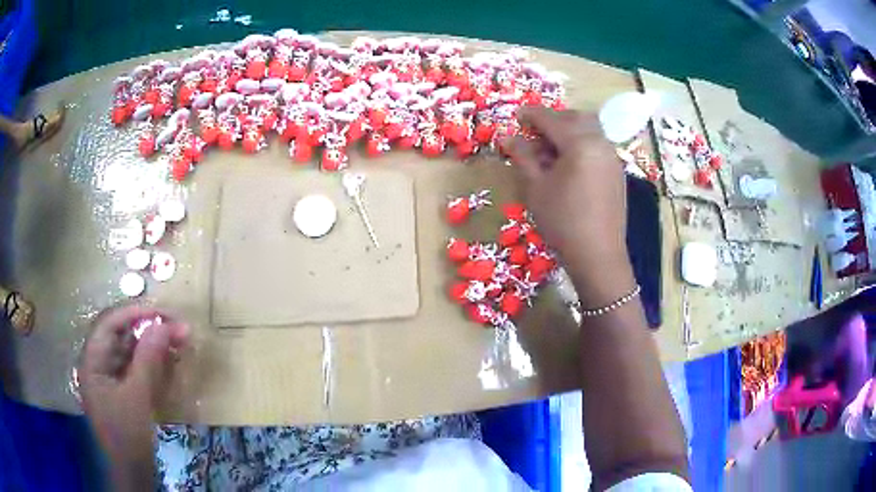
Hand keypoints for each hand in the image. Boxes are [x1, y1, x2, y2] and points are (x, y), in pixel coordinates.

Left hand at [79, 304, 188, 467]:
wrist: (132, 473)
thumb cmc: (127, 435)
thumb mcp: (137, 397)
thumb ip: (148, 359)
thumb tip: (164, 324)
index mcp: (93, 360)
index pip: (110, 324)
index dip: (135, 313)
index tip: (163, 313)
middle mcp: (99, 363)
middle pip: (122, 336)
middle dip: (149, 330)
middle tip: (178, 329)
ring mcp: (111, 378)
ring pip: (131, 351)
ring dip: (154, 346)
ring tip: (179, 343)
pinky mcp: (123, 391)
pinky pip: (137, 369)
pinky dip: (153, 363)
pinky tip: (170, 362)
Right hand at [502, 107, 630, 299]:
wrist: (598, 256)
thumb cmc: (562, 221)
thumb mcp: (536, 188)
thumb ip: (523, 157)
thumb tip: (508, 138)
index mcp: (580, 143)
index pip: (551, 119)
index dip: (531, 115)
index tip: (516, 116)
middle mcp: (600, 143)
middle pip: (575, 118)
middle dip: (553, 120)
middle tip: (533, 132)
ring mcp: (612, 157)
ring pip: (589, 130)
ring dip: (568, 131)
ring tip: (549, 150)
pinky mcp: (617, 172)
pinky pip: (597, 146)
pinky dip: (581, 144)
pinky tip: (568, 165)